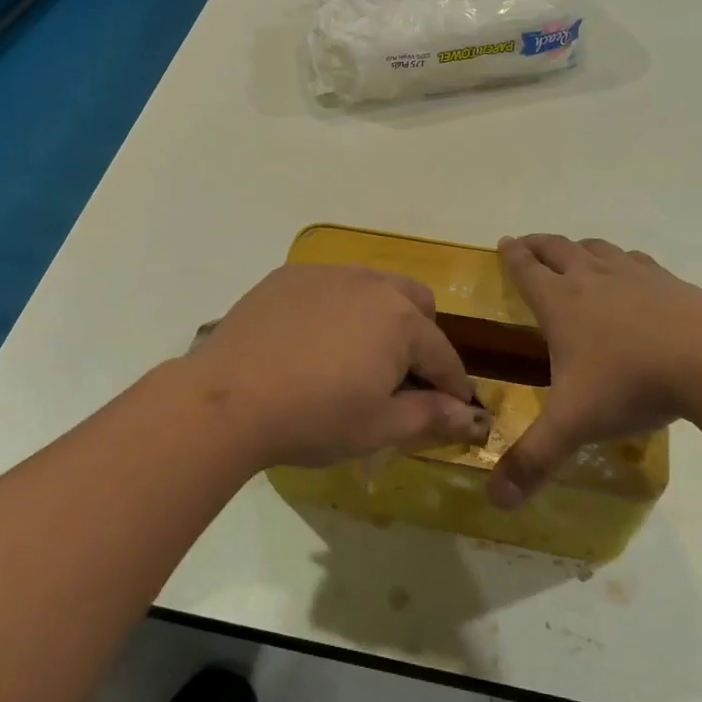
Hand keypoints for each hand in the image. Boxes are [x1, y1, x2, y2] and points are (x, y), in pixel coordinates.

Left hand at [184, 265, 490, 469]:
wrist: (229, 397)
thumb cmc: (314, 417)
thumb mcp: (378, 427)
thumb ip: (430, 416)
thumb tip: (471, 418)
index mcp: (401, 320)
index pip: (443, 354)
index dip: (453, 386)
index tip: (456, 409)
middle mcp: (371, 284)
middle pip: (416, 303)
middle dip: (421, 337)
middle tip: (401, 376)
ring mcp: (327, 274)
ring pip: (374, 286)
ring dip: (381, 316)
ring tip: (358, 353)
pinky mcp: (289, 275)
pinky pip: (331, 285)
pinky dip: (338, 307)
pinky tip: (313, 339)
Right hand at [488, 234, 701, 508]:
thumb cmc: (632, 383)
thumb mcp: (574, 425)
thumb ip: (533, 460)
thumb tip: (494, 501)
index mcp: (561, 303)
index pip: (527, 270)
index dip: (512, 256)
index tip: (503, 242)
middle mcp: (592, 279)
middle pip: (558, 248)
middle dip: (538, 245)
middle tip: (528, 245)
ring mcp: (634, 276)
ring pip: (598, 249)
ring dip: (579, 248)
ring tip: (575, 254)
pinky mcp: (671, 282)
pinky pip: (637, 261)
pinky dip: (624, 261)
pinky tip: (633, 274)